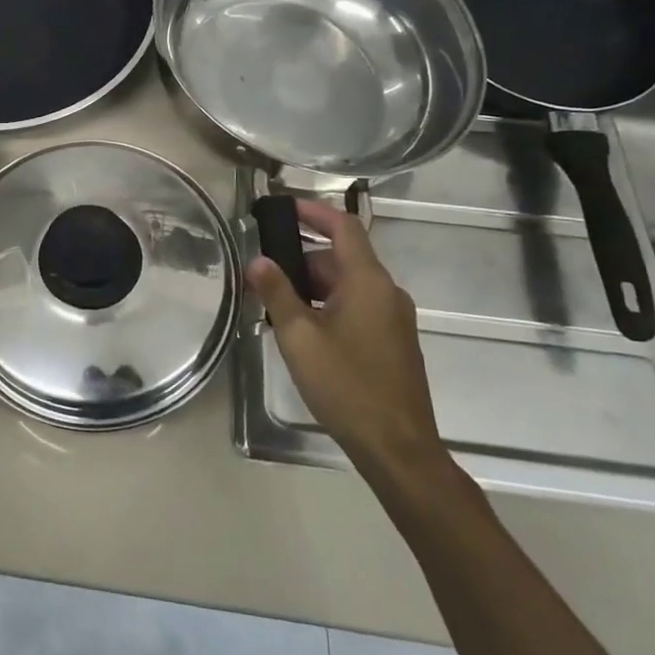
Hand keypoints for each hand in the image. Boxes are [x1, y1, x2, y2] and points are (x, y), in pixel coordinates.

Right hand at [246, 199, 446, 485]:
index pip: (343, 227)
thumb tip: (257, 260)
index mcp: (368, 282)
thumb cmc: (346, 385)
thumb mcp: (299, 337)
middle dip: (302, 258)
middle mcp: (386, 293)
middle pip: (342, 258)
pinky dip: (328, 306)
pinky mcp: (393, 342)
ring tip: (275, 304)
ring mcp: (393, 319)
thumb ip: (276, 292)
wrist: (397, 447)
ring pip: (347, 285)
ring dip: (312, 286)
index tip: (282, 207)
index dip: (313, 211)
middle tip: (264, 271)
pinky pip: (357, 307)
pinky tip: (303, 331)